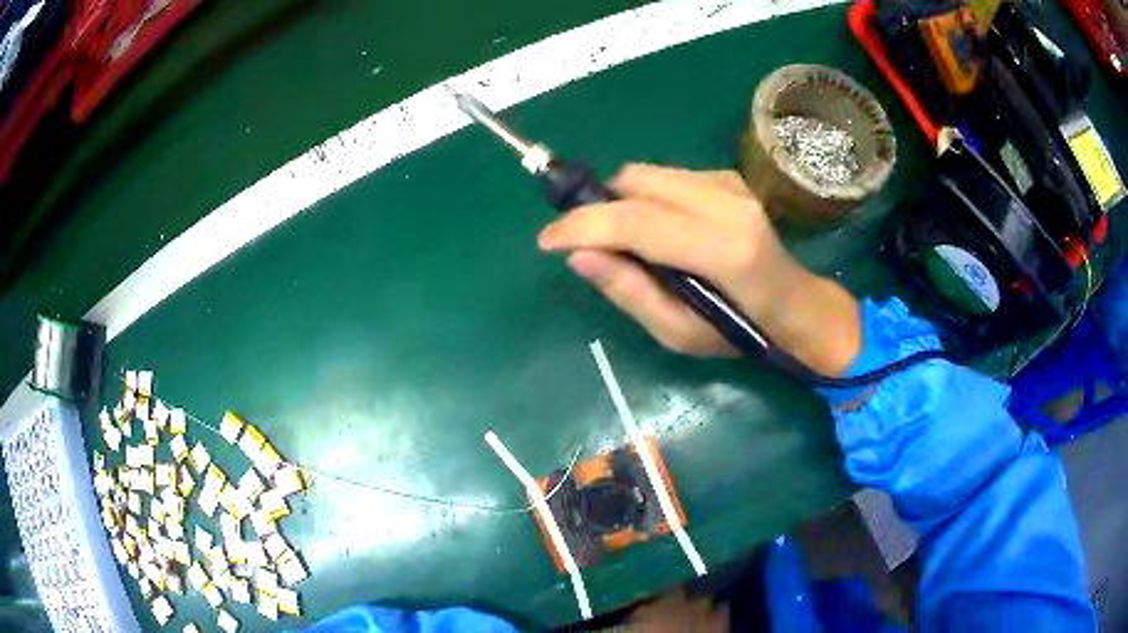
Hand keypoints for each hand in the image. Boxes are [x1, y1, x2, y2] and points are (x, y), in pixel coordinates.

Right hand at [538, 164, 861, 375]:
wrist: (797, 306)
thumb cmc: (742, 333)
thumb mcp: (680, 334)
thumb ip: (629, 292)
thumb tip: (578, 255)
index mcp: (723, 250)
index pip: (635, 220)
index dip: (582, 225)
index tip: (546, 240)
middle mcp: (727, 203)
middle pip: (635, 182)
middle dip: (599, 208)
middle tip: (590, 245)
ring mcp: (731, 184)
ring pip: (647, 174)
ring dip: (622, 202)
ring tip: (627, 242)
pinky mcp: (729, 177)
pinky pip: (667, 177)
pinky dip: (647, 198)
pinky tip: (660, 229)